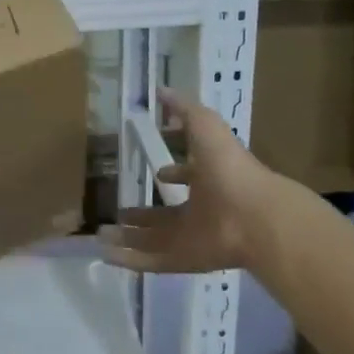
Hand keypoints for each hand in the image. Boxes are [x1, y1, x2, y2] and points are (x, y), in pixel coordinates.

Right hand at [100, 90, 288, 274]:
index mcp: (209, 180)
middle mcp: (201, 210)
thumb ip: (184, 110)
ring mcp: (192, 238)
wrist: (254, 216)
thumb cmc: (229, 167)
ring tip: (100, 234)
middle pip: (167, 213)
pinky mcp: (185, 260)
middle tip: (119, 210)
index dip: (174, 173)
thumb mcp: (205, 126)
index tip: (156, 171)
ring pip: (154, 239)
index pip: (189, 176)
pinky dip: (128, 260)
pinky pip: (151, 262)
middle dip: (144, 212)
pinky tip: (104, 253)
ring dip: (128, 237)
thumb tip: (161, 91)